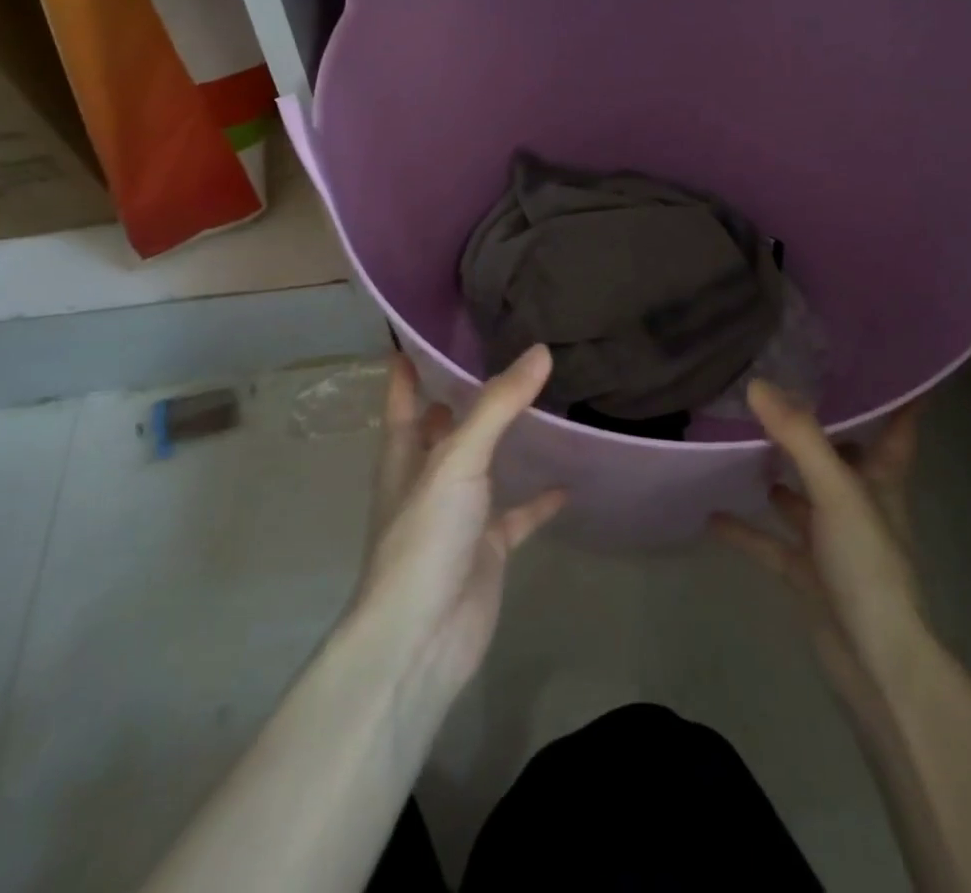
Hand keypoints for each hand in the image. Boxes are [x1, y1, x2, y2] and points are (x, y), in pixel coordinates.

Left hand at [347, 345, 565, 698]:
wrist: (421, 639)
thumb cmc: (424, 537)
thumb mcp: (457, 460)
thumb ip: (499, 406)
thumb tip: (540, 351)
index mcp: (405, 456)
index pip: (403, 400)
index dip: (408, 369)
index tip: (422, 332)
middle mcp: (428, 480)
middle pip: (444, 429)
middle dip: (462, 398)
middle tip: (498, 355)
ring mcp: (458, 516)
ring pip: (484, 468)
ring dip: (504, 442)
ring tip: (540, 403)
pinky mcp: (487, 549)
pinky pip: (518, 516)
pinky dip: (539, 501)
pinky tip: (567, 482)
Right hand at [711, 381, 928, 709]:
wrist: (874, 660)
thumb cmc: (868, 561)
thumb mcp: (836, 489)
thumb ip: (799, 437)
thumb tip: (758, 384)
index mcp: (881, 478)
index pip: (898, 427)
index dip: (900, 396)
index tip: (888, 363)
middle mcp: (859, 503)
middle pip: (842, 456)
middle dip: (818, 430)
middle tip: (782, 390)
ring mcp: (833, 540)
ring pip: (803, 497)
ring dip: (778, 476)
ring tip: (741, 441)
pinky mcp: (808, 572)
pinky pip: (771, 543)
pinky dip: (745, 530)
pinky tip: (711, 513)